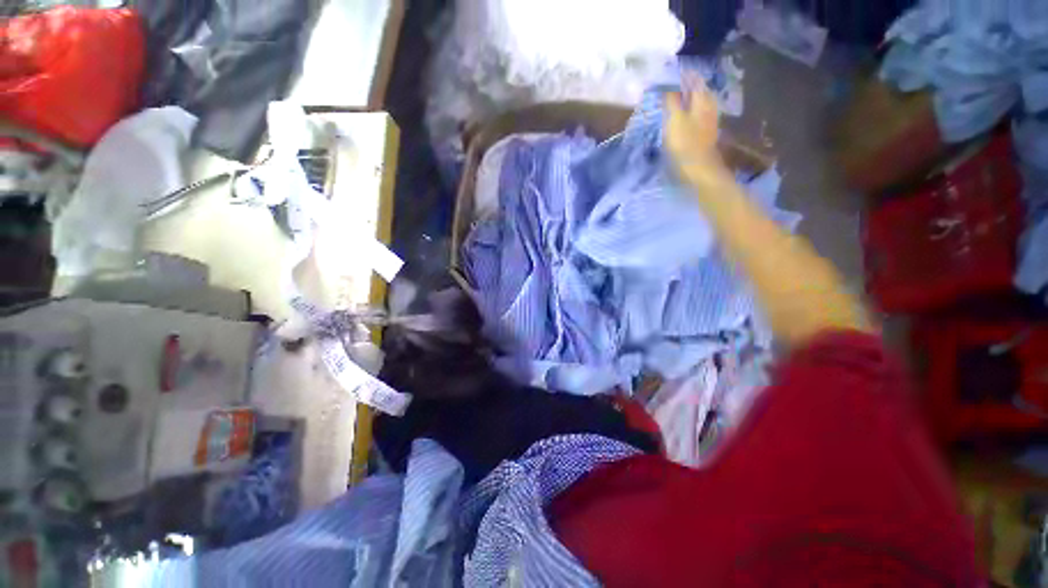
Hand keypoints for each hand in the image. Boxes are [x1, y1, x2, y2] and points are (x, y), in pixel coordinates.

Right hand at [664, 84, 727, 182]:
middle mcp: (709, 106)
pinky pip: (697, 115)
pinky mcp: (705, 133)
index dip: (684, 75)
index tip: (671, 72)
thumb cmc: (685, 143)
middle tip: (674, 84)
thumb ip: (671, 101)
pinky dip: (690, 111)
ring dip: (689, 99)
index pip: (694, 79)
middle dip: (687, 85)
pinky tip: (683, 115)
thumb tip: (667, 87)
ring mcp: (709, 120)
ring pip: (699, 103)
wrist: (699, 168)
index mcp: (702, 99)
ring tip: (677, 98)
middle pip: (699, 90)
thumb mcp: (674, 119)